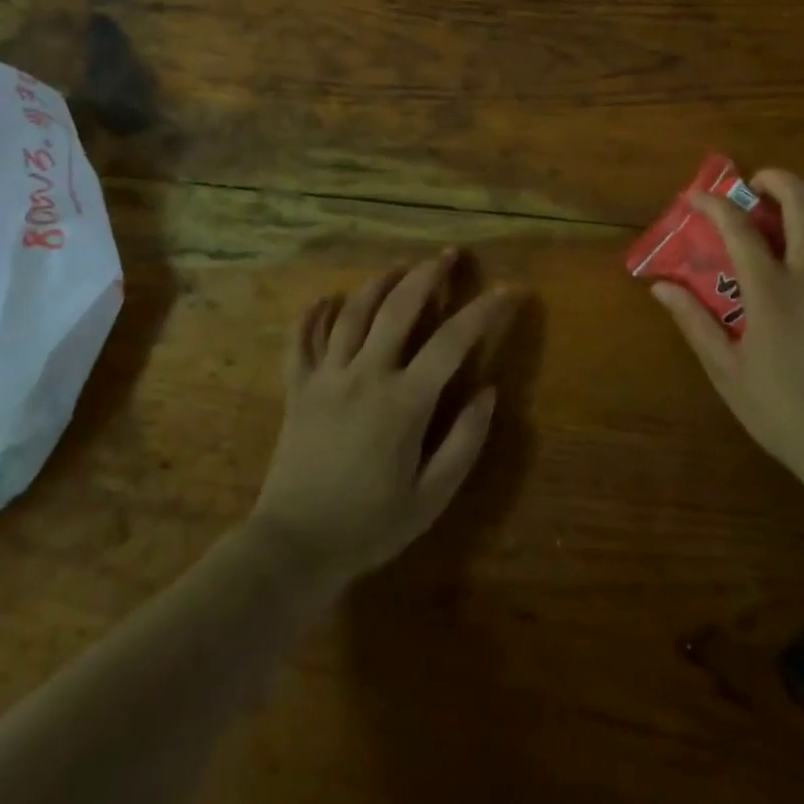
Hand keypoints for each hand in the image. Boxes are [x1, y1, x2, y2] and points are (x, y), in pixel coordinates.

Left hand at [251, 251, 523, 582]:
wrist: (294, 547)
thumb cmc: (370, 525)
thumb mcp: (432, 496)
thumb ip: (465, 441)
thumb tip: (488, 392)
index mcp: (404, 401)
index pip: (452, 341)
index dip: (485, 311)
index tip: (509, 290)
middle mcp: (365, 375)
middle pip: (398, 307)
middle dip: (427, 274)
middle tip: (447, 255)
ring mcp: (326, 377)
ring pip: (352, 313)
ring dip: (379, 283)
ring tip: (399, 267)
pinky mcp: (298, 388)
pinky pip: (301, 340)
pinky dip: (313, 314)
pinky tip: (326, 298)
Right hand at [651, 169, 803, 483]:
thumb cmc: (782, 410)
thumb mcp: (726, 370)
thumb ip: (694, 321)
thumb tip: (661, 287)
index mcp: (771, 290)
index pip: (738, 228)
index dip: (713, 204)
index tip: (696, 196)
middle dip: (778, 180)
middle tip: (759, 186)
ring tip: (797, 223)